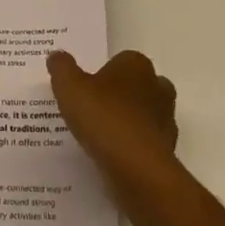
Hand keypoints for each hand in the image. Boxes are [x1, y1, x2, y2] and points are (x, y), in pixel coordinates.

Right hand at [47, 49, 178, 184]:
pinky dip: (132, 146)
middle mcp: (157, 87)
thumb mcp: (69, 87)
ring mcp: (166, 120)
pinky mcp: (168, 150)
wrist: (138, 170)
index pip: (120, 61)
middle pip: (136, 86)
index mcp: (136, 65)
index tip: (85, 88)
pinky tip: (112, 156)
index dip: (102, 74)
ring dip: (127, 122)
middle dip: (119, 95)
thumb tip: (56, 55)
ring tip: (99, 136)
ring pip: (144, 114)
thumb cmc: (104, 118)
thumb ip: (62, 68)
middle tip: (93, 109)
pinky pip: (145, 142)